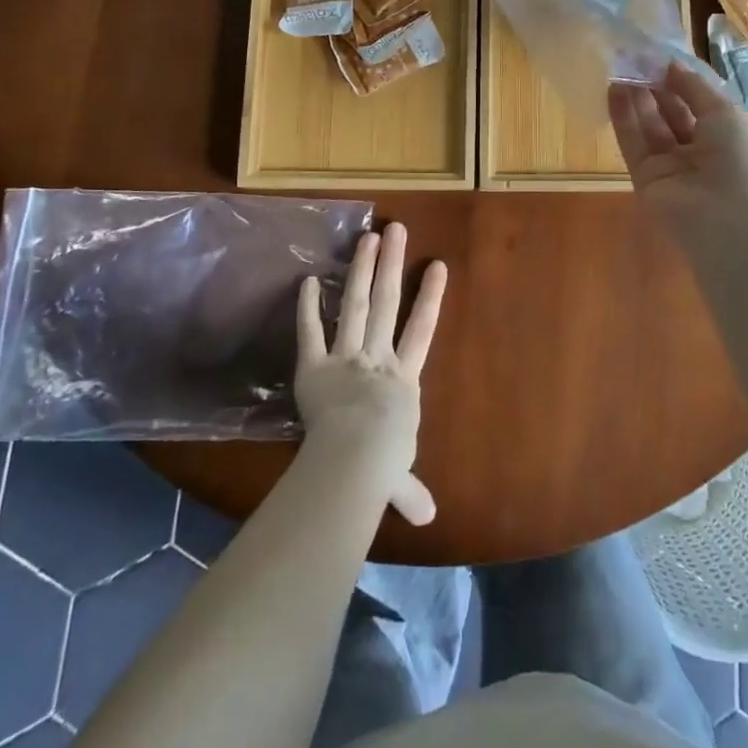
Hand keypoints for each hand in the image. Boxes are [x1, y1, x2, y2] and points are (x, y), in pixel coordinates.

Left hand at [295, 222, 445, 525]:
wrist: (355, 458)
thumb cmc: (384, 463)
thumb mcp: (400, 477)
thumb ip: (409, 490)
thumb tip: (429, 517)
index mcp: (403, 379)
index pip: (421, 331)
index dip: (431, 298)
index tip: (438, 266)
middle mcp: (377, 358)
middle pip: (388, 304)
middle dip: (393, 265)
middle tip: (396, 229)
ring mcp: (346, 357)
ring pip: (357, 305)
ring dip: (362, 270)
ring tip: (368, 237)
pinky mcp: (314, 366)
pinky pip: (311, 332)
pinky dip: (309, 307)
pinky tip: (309, 279)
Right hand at [609, 61, 747, 248]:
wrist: (735, 226)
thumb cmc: (745, 163)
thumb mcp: (728, 115)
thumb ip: (696, 89)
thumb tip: (672, 66)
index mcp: (728, 137)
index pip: (698, 103)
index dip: (680, 79)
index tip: (659, 55)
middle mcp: (699, 152)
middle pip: (671, 113)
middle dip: (654, 85)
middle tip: (633, 56)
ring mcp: (671, 168)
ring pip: (649, 126)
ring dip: (636, 97)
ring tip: (619, 65)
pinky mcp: (645, 180)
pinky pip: (633, 144)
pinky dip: (623, 117)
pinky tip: (613, 90)